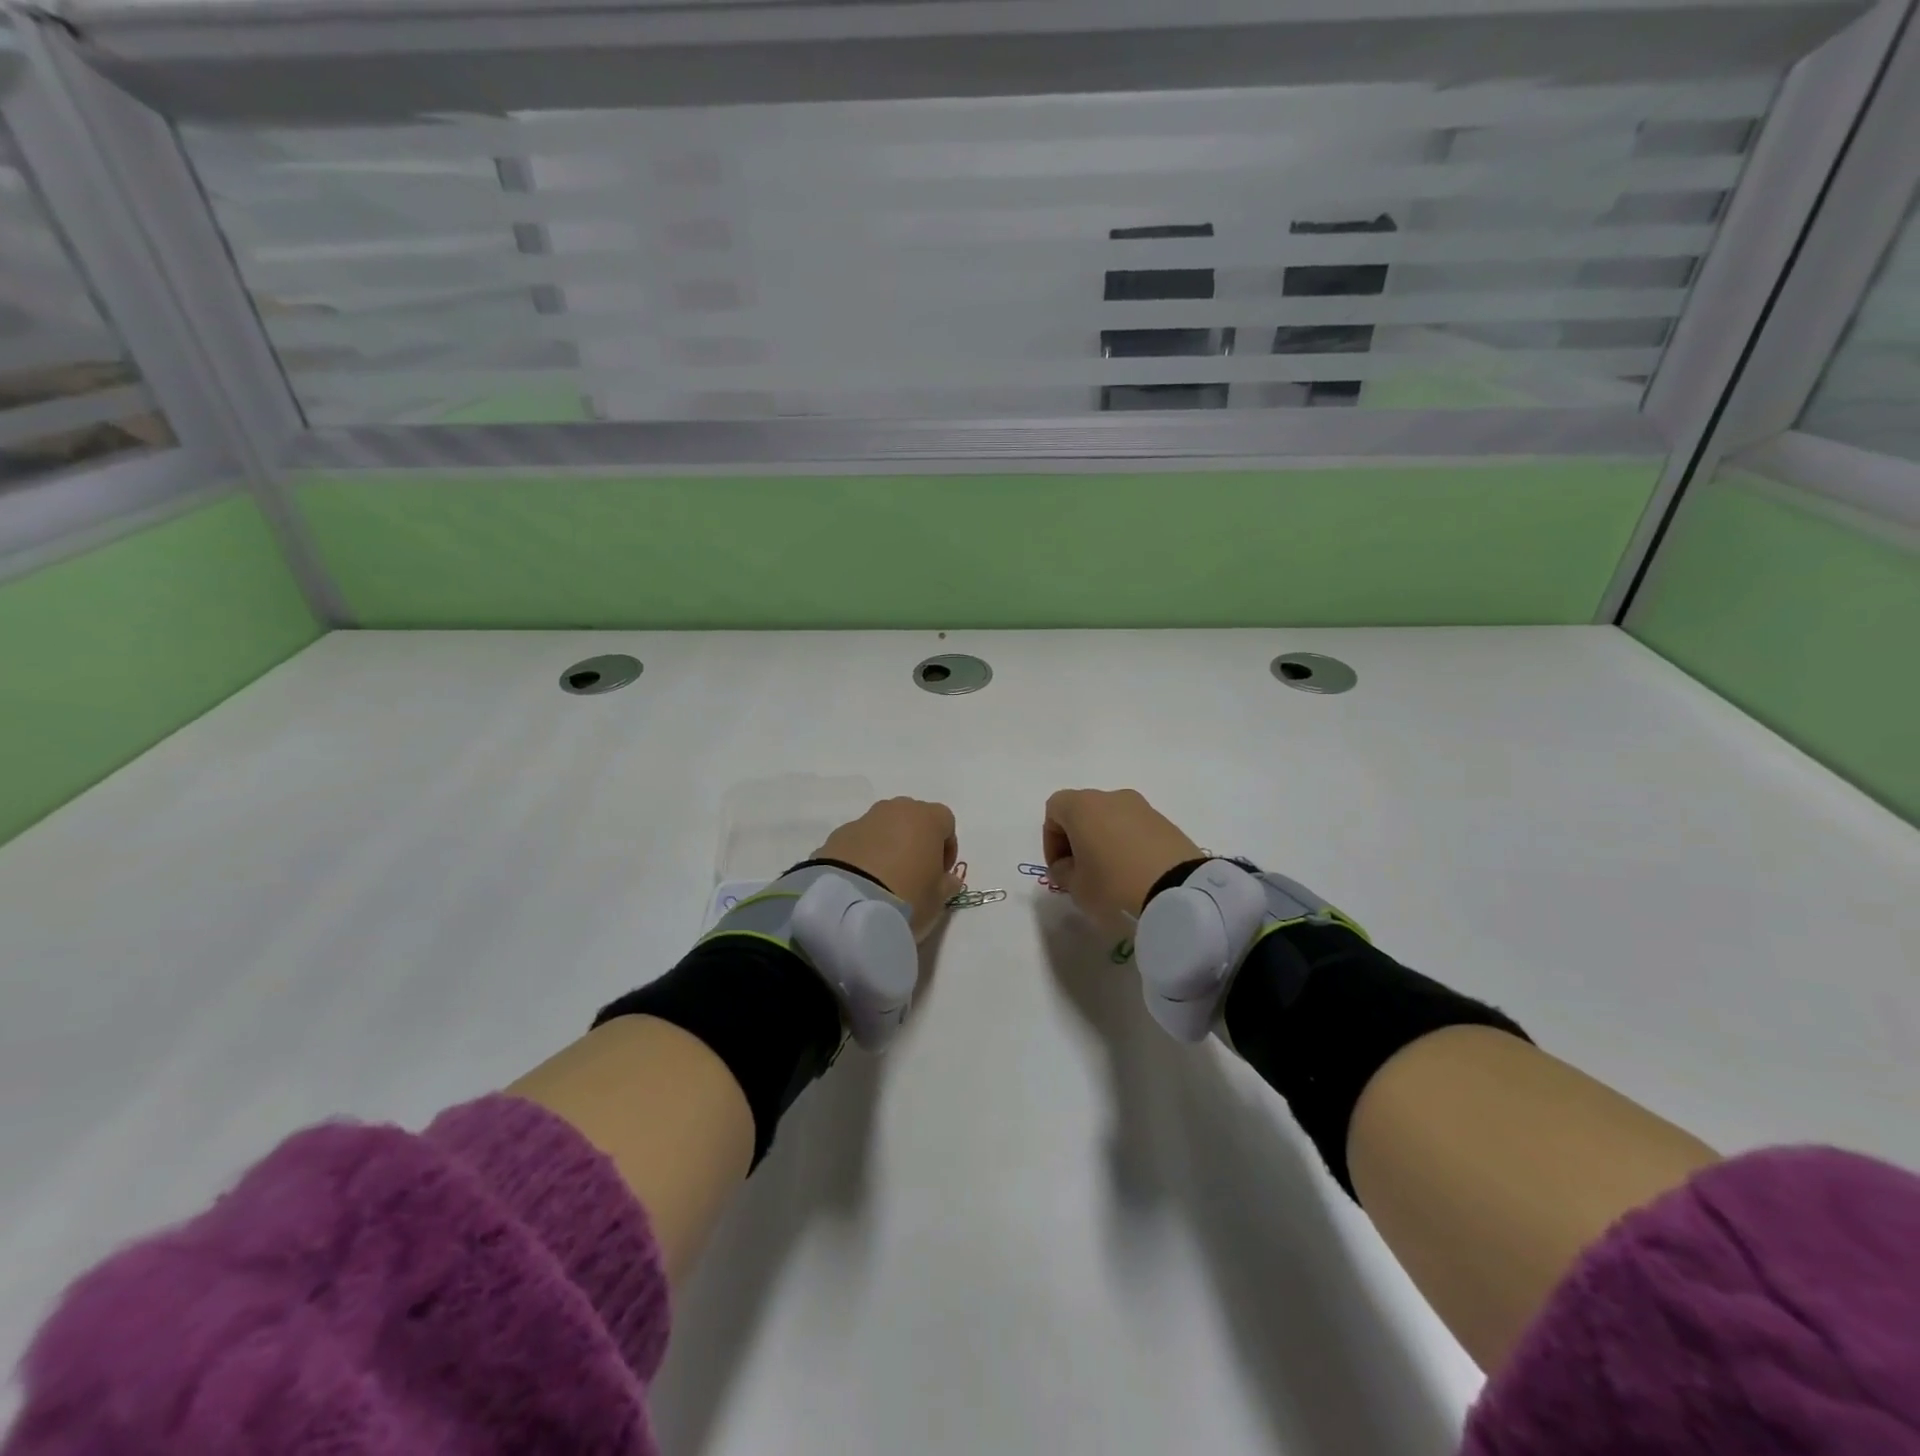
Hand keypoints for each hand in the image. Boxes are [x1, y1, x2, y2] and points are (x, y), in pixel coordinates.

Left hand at [813, 798, 962, 941]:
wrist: (849, 904)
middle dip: (916, 840)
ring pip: (883, 827)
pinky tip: (861, 881)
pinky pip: (859, 841)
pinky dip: (863, 855)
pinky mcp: (837, 835)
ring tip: (884, 878)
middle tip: (914, 872)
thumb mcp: (938, 899)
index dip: (947, 846)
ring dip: (888, 845)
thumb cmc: (907, 896)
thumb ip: (947, 884)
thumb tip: (946, 878)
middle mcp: (895, 810)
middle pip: (913, 818)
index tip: (941, 871)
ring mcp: (863, 820)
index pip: (945, 821)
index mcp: (926, 818)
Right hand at [1042, 789, 1202, 927]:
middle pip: (1083, 811)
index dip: (1050, 839)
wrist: (1178, 890)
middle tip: (1081, 871)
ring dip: (1103, 841)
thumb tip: (1066, 865)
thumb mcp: (1076, 887)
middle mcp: (1111, 797)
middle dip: (1077, 839)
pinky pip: (1135, 828)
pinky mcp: (1166, 822)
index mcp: (1082, 806)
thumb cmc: (1114, 884)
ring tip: (1110, 875)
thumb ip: (1063, 872)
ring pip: (1110, 818)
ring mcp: (1142, 807)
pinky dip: (1128, 844)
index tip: (1060, 867)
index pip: (1054, 809)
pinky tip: (1134, 873)